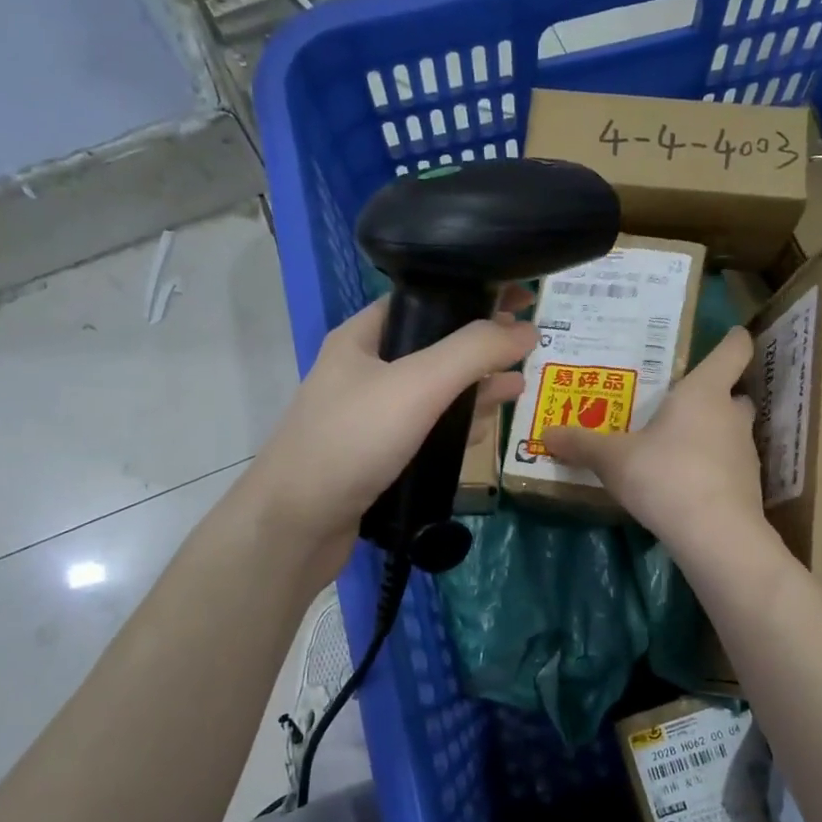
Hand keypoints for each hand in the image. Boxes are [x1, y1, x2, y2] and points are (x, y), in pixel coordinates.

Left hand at [242, 290, 535, 578]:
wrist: (295, 525)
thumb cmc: (352, 441)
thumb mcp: (418, 385)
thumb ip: (474, 352)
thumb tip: (526, 328)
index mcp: (362, 337)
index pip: (425, 300)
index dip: (472, 296)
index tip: (519, 301)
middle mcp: (364, 370)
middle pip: (434, 348)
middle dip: (480, 349)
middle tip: (526, 350)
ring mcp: (368, 416)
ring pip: (432, 394)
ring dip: (473, 390)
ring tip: (516, 389)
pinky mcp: (376, 456)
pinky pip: (424, 432)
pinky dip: (454, 428)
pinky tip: (482, 432)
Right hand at [542, 327, 769, 558]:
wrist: (715, 535)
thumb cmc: (664, 476)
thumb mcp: (612, 459)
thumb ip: (582, 444)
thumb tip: (547, 433)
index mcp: (705, 392)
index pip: (734, 350)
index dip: (733, 340)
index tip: (729, 335)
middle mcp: (732, 415)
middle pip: (733, 394)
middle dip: (714, 396)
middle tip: (680, 404)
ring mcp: (745, 453)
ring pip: (731, 432)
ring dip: (711, 434)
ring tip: (676, 447)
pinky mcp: (747, 487)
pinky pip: (728, 466)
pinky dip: (712, 468)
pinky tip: (685, 483)